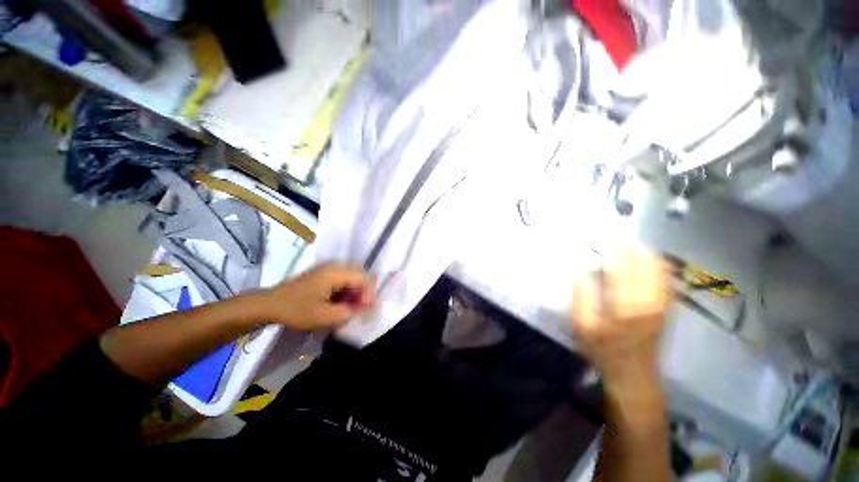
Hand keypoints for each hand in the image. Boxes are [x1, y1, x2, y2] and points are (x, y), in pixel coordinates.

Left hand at [258, 264, 375, 330]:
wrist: (270, 304)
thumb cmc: (296, 310)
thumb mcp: (324, 316)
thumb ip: (349, 312)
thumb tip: (368, 308)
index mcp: (336, 272)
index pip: (365, 278)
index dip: (370, 294)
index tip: (365, 311)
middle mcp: (336, 265)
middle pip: (362, 275)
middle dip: (364, 292)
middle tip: (359, 309)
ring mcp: (330, 267)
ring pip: (354, 276)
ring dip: (356, 291)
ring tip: (350, 307)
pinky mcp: (325, 272)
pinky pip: (345, 278)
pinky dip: (348, 289)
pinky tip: (341, 301)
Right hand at [571, 248, 670, 391]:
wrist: (634, 374)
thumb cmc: (603, 349)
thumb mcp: (583, 325)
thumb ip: (582, 296)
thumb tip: (583, 271)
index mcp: (626, 304)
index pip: (623, 269)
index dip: (616, 252)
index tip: (608, 239)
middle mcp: (649, 300)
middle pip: (646, 267)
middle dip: (635, 250)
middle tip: (621, 239)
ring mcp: (661, 305)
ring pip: (660, 272)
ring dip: (648, 257)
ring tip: (635, 246)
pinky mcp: (665, 310)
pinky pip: (666, 283)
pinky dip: (660, 269)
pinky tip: (652, 262)